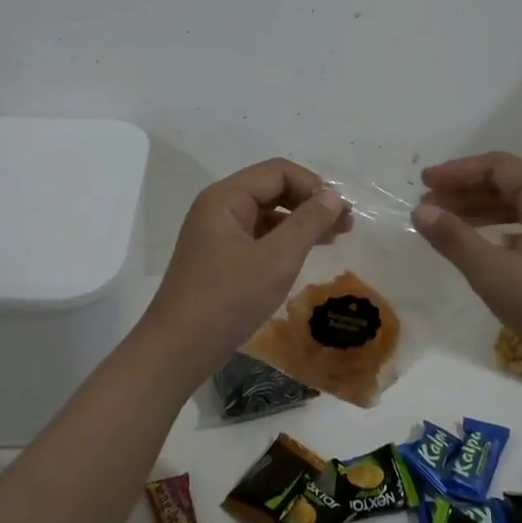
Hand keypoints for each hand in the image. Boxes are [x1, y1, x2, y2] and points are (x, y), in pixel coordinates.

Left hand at [145, 158, 351, 369]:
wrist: (177, 350)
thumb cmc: (227, 300)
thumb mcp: (276, 260)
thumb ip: (307, 223)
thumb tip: (332, 195)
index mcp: (226, 198)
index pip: (278, 172)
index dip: (313, 185)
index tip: (341, 212)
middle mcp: (218, 207)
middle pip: (271, 188)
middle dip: (309, 202)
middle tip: (345, 225)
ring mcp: (216, 233)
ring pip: (266, 213)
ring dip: (299, 221)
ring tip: (333, 238)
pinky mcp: (218, 257)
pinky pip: (257, 236)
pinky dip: (283, 240)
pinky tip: (303, 256)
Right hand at [412, 152, 521, 367]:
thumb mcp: (494, 272)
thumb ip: (454, 238)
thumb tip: (420, 210)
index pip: (497, 167)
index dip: (457, 172)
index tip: (423, 183)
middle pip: (506, 183)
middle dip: (464, 190)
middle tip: (427, 204)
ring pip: (514, 208)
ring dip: (477, 211)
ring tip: (443, 223)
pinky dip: (495, 231)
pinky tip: (478, 247)